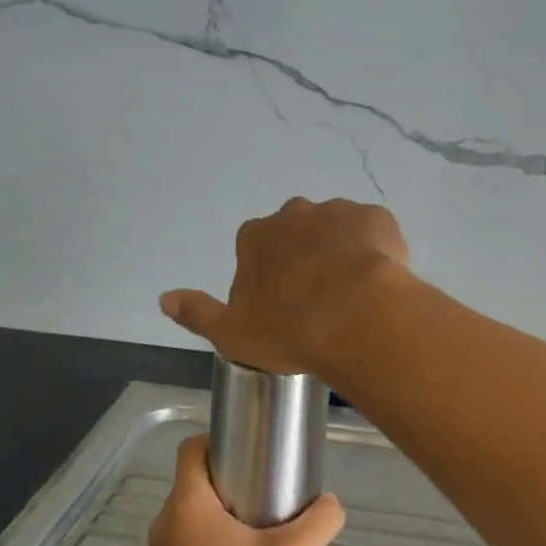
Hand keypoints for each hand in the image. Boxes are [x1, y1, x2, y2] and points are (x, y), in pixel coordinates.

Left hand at [149, 435, 345, 545]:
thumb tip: (331, 503)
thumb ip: (321, 519)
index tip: (255, 451)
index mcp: (187, 507)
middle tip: (271, 485)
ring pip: (195, 508)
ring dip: (227, 506)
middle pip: (196, 478)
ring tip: (266, 520)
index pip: (191, 449)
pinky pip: (192, 535)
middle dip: (232, 474)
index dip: (221, 440)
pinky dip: (217, 532)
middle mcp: (166, 524)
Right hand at [160, 197, 410, 376]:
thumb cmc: (290, 330)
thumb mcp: (232, 334)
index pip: (255, 251)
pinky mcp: (378, 218)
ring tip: (354, 293)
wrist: (358, 318)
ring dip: (341, 253)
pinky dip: (375, 250)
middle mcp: (294, 214)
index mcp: (256, 237)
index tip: (283, 308)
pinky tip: (379, 281)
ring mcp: (339, 211)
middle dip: (305, 258)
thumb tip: (165, 297)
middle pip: (297, 235)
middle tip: (320, 300)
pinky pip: (373, 232)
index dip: (268, 278)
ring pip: (337, 231)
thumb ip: (198, 313)